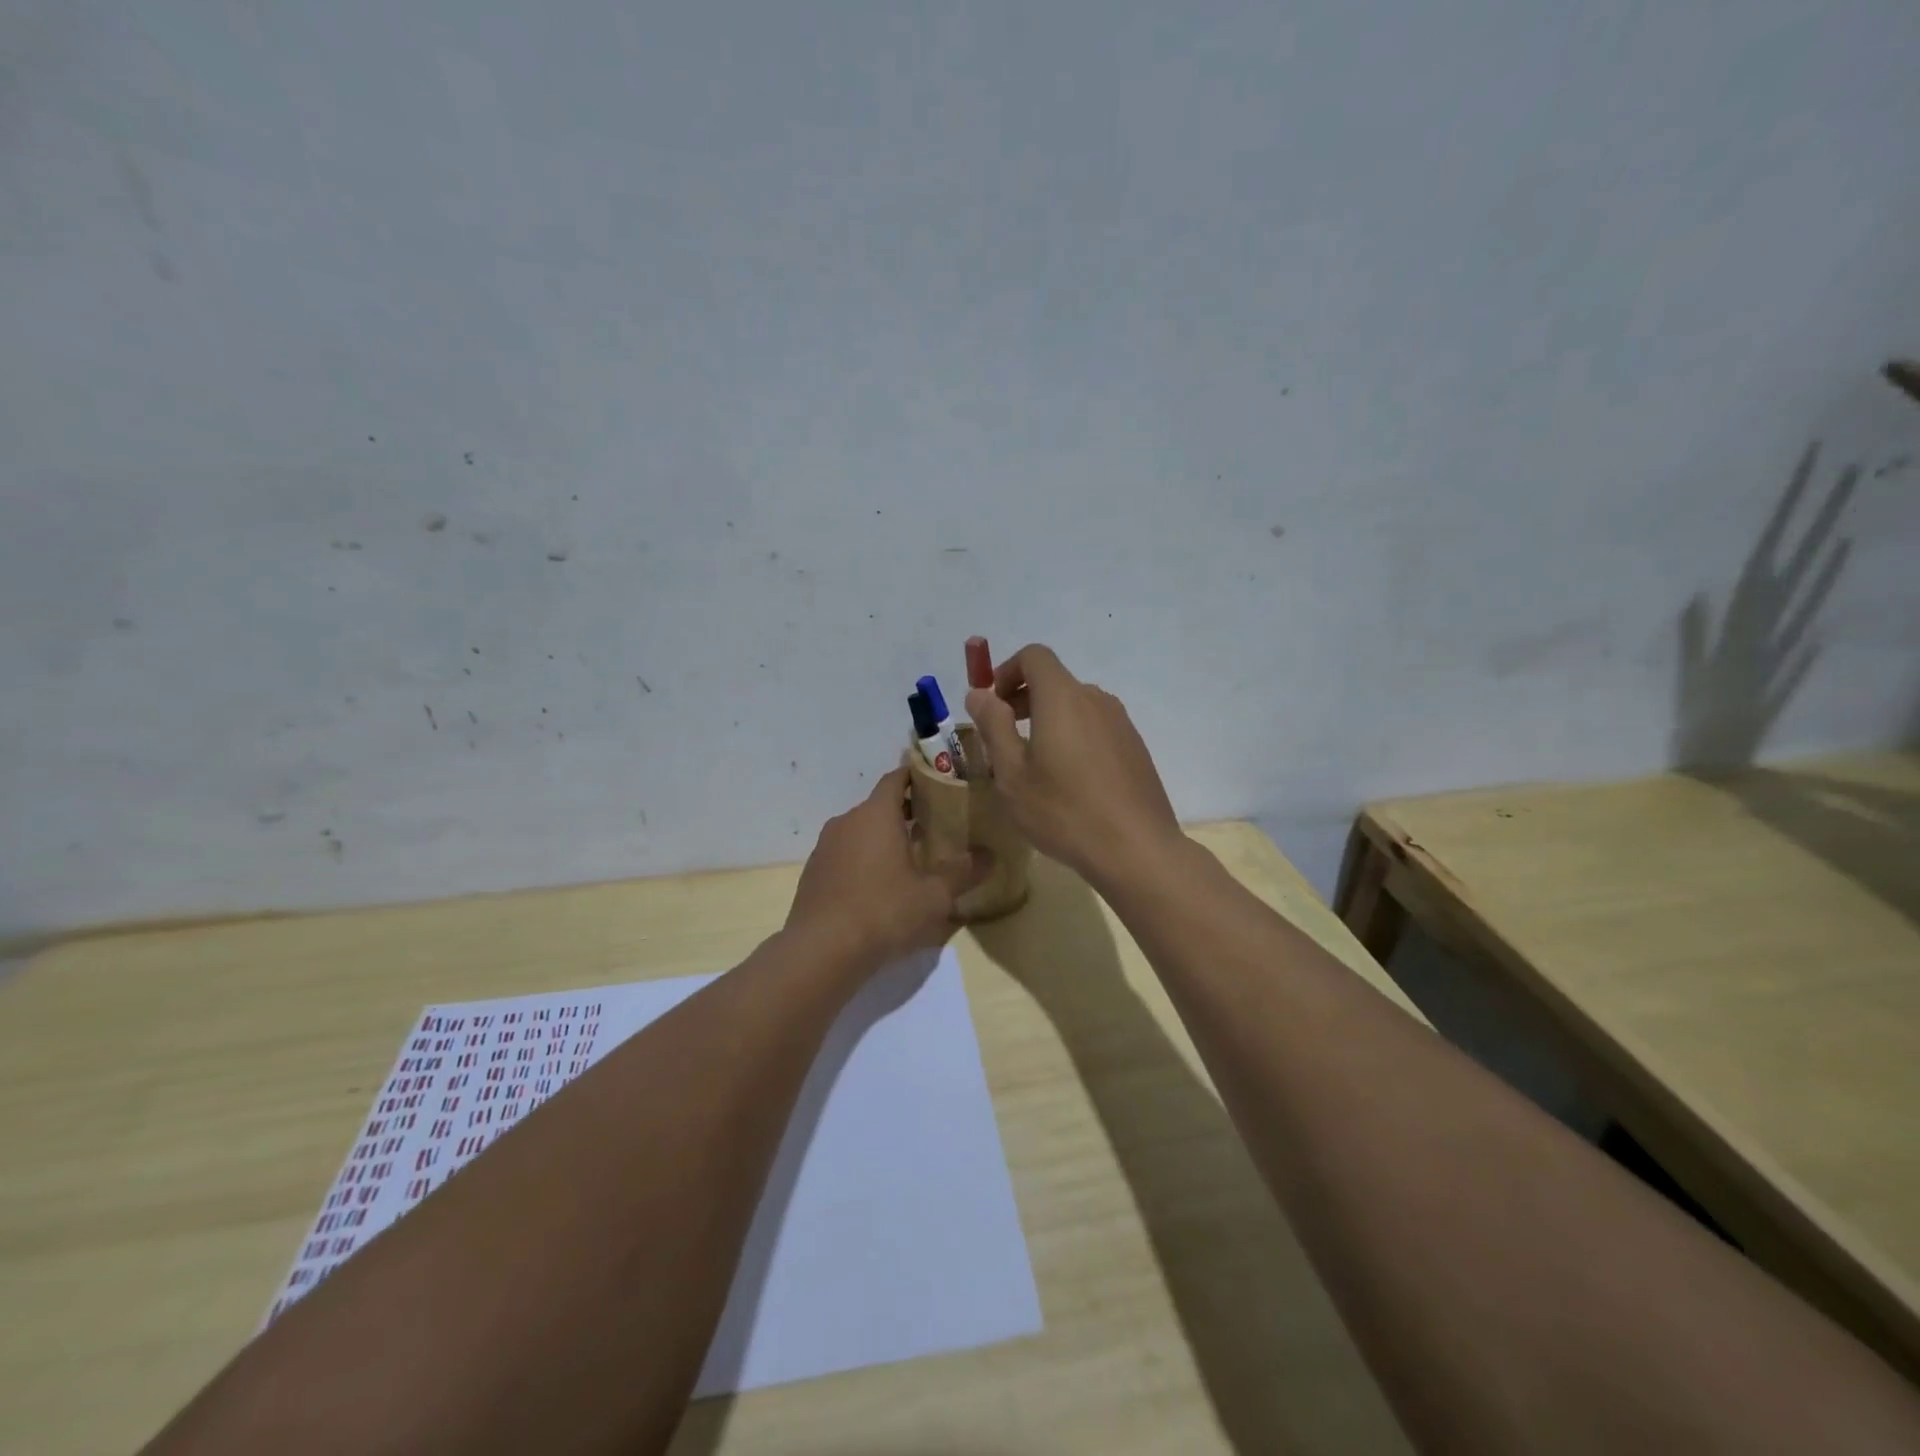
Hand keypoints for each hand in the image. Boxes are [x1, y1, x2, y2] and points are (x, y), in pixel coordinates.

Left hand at [785, 767, 990, 967]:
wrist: (821, 950)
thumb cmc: (883, 911)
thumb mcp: (933, 896)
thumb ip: (963, 872)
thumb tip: (990, 856)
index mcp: (876, 814)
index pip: (896, 778)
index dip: (916, 776)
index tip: (938, 781)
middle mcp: (847, 821)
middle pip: (879, 806)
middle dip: (905, 812)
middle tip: (935, 825)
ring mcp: (825, 847)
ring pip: (860, 831)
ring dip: (883, 838)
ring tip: (910, 858)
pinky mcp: (814, 872)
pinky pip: (845, 855)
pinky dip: (863, 860)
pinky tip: (879, 887)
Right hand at [964, 644, 1181, 887]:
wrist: (1136, 849)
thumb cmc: (1063, 811)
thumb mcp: (1012, 773)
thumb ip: (993, 726)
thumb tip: (979, 693)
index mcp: (1063, 697)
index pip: (1034, 656)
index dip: (1006, 671)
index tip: (991, 705)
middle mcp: (1096, 699)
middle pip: (1055, 680)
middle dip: (1023, 698)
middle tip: (1003, 737)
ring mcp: (1121, 723)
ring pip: (1076, 706)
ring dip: (1048, 720)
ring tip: (1034, 764)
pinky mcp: (1135, 747)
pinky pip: (1096, 727)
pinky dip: (1073, 736)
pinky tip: (1069, 781)